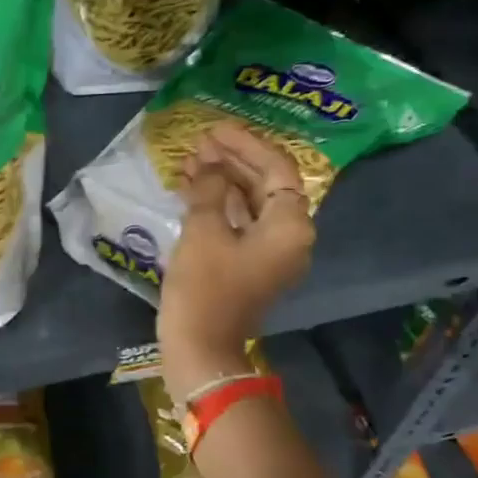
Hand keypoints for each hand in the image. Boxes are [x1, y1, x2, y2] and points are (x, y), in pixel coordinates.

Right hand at [157, 122, 314, 402]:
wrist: (201, 347)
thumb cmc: (205, 288)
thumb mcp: (204, 231)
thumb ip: (208, 189)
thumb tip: (207, 167)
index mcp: (290, 225)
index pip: (276, 168)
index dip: (245, 144)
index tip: (214, 130)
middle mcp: (290, 235)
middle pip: (266, 184)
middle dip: (231, 161)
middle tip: (197, 144)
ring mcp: (271, 252)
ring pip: (250, 203)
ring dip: (221, 181)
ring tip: (187, 163)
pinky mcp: (251, 264)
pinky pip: (240, 223)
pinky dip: (218, 205)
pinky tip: (190, 190)